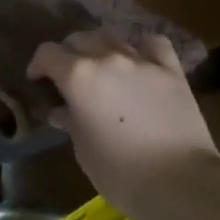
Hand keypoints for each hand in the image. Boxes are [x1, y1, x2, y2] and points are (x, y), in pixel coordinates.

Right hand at [27, 30, 219, 219]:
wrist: (182, 182)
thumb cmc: (122, 174)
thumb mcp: (83, 151)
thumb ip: (70, 122)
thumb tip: (62, 111)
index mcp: (79, 76)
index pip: (48, 53)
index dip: (38, 65)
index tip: (38, 81)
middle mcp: (107, 58)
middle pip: (79, 39)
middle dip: (67, 54)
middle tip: (68, 77)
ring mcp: (142, 60)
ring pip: (112, 37)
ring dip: (99, 48)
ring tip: (100, 67)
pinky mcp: (171, 70)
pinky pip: (152, 44)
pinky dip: (140, 48)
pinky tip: (139, 60)